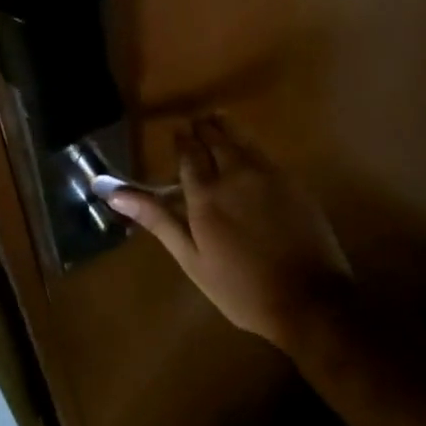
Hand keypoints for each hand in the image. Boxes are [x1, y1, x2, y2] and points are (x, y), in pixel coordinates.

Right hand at [110, 116, 353, 349]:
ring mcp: (268, 174)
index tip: (176, 133)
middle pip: (216, 137)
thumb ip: (158, 220)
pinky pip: (264, 152)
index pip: (188, 152)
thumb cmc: (242, 288)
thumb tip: (114, 194)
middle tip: (195, 126)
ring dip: (225, 128)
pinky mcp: (293, 181)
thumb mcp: (192, 259)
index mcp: (206, 194)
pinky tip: (247, 152)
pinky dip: (249, 145)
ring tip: (216, 125)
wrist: (310, 301)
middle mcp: (236, 174)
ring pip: (242, 138)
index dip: (181, 140)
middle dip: (202, 128)